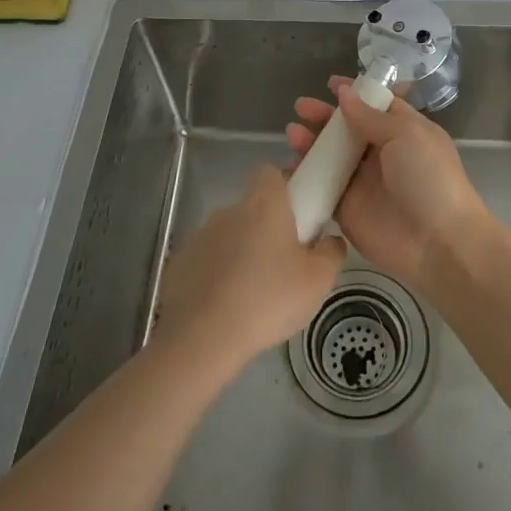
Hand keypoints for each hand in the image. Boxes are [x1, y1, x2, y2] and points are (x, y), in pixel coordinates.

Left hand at [153, 165, 345, 372]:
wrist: (202, 339)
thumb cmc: (268, 300)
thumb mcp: (318, 281)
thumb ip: (331, 253)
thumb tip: (330, 240)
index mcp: (264, 204)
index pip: (271, 172)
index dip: (286, 186)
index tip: (299, 214)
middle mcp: (229, 210)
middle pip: (252, 207)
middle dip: (267, 228)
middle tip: (284, 262)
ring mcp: (199, 236)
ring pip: (229, 235)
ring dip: (241, 253)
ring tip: (254, 293)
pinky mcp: (179, 263)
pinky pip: (206, 261)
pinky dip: (216, 276)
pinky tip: (226, 307)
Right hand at [286, 77, 490, 286]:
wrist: (438, 242)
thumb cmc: (428, 178)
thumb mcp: (407, 135)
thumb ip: (371, 116)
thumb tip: (344, 94)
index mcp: (404, 131)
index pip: (376, 105)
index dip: (354, 93)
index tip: (330, 84)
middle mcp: (382, 154)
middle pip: (347, 129)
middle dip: (324, 117)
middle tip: (301, 108)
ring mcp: (363, 182)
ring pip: (331, 157)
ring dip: (311, 143)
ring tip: (292, 133)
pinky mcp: (347, 210)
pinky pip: (321, 189)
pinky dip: (305, 177)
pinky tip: (289, 166)